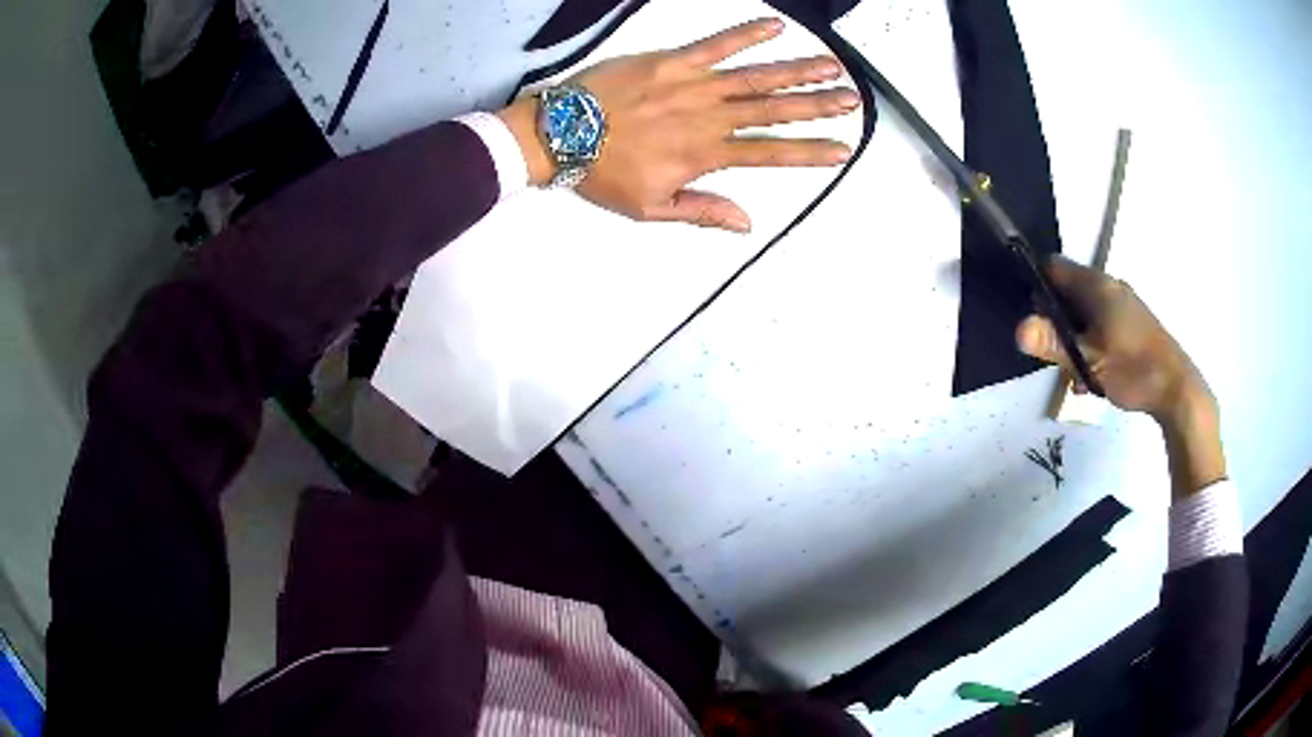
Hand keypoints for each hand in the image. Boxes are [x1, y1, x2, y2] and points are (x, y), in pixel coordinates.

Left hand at [498, 18, 859, 232]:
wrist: (557, 134)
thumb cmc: (601, 174)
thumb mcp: (650, 207)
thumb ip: (702, 211)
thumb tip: (748, 224)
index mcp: (705, 155)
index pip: (770, 154)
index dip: (809, 152)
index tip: (842, 149)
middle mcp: (708, 118)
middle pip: (773, 111)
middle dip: (817, 106)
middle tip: (852, 99)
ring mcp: (692, 85)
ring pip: (755, 77)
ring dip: (796, 71)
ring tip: (831, 66)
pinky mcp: (671, 60)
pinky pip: (714, 44)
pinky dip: (745, 34)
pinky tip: (774, 26)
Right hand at [1015, 257, 1223, 498]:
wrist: (1177, 389)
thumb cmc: (1133, 369)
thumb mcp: (1090, 361)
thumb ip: (1054, 344)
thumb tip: (1018, 329)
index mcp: (1097, 286)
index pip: (1055, 268)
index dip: (1037, 285)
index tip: (1031, 316)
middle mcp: (1110, 287)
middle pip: (1069, 292)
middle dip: (1056, 320)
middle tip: (1054, 355)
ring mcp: (1124, 305)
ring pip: (1086, 312)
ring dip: (1075, 338)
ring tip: (1076, 374)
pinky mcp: (1133, 324)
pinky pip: (1102, 325)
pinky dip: (1092, 344)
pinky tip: (1095, 376)